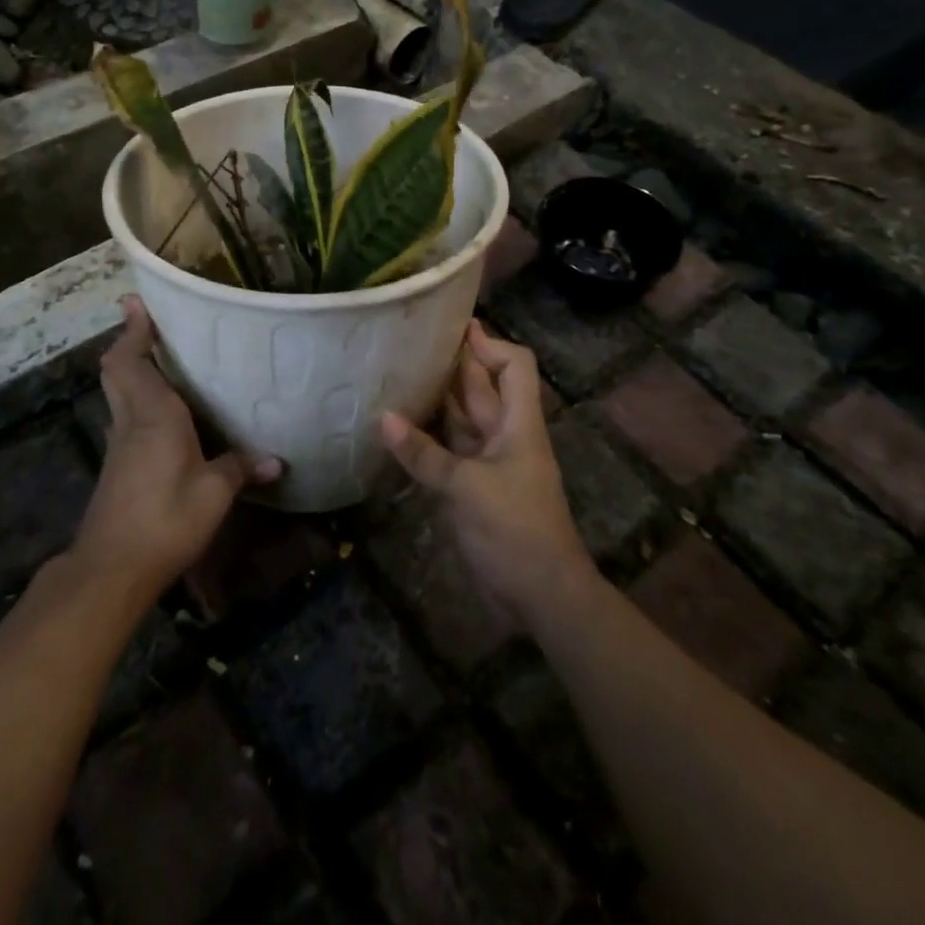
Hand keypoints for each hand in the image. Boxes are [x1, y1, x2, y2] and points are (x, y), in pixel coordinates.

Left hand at [73, 297, 281, 597]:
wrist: (111, 568)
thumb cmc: (165, 519)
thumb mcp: (213, 494)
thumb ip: (240, 469)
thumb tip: (275, 460)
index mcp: (153, 414)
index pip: (132, 360)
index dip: (133, 330)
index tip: (135, 302)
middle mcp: (131, 420)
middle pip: (117, 370)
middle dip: (128, 343)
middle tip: (149, 325)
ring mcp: (118, 444)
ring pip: (118, 392)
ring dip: (130, 370)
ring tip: (161, 360)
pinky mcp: (116, 466)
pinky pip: (124, 416)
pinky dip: (136, 400)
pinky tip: (163, 414)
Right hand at [381, 321, 595, 627]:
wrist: (542, 597)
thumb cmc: (516, 531)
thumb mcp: (468, 489)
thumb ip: (424, 454)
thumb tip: (383, 417)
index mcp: (518, 424)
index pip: (514, 366)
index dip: (488, 343)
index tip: (450, 328)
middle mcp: (504, 435)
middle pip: (482, 386)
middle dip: (453, 362)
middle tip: (408, 341)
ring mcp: (488, 461)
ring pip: (461, 417)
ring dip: (436, 397)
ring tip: (396, 373)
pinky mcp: (472, 486)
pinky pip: (447, 449)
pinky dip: (426, 436)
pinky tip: (396, 426)